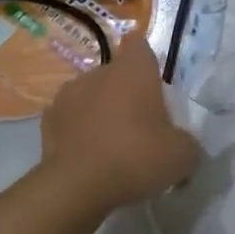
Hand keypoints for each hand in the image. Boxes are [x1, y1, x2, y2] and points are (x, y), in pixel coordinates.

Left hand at [41, 32, 198, 210]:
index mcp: (133, 69)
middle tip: (141, 126)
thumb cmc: (136, 157)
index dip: (146, 62)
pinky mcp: (47, 121)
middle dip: (126, 93)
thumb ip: (186, 141)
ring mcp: (68, 95)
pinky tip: (88, 157)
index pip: (139, 45)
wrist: (75, 188)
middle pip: (116, 74)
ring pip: (91, 95)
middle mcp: (99, 72)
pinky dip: (78, 132)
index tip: (154, 86)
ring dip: (100, 111)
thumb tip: (181, 144)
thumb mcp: (182, 154)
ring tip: (111, 145)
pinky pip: (70, 119)